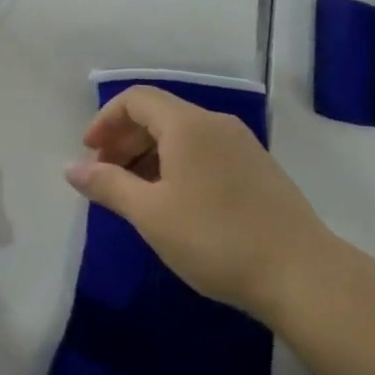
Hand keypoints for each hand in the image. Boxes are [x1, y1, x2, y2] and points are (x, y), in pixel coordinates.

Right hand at [66, 86, 335, 323]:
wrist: (303, 275)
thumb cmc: (216, 238)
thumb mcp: (151, 214)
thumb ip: (108, 185)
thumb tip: (71, 169)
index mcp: (188, 124)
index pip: (137, 99)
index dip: (106, 120)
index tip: (89, 153)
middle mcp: (216, 124)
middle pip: (159, 115)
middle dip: (125, 140)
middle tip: (106, 177)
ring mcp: (242, 146)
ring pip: (183, 136)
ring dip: (150, 156)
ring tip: (136, 195)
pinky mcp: (259, 170)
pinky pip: (205, 153)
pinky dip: (178, 166)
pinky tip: (175, 204)